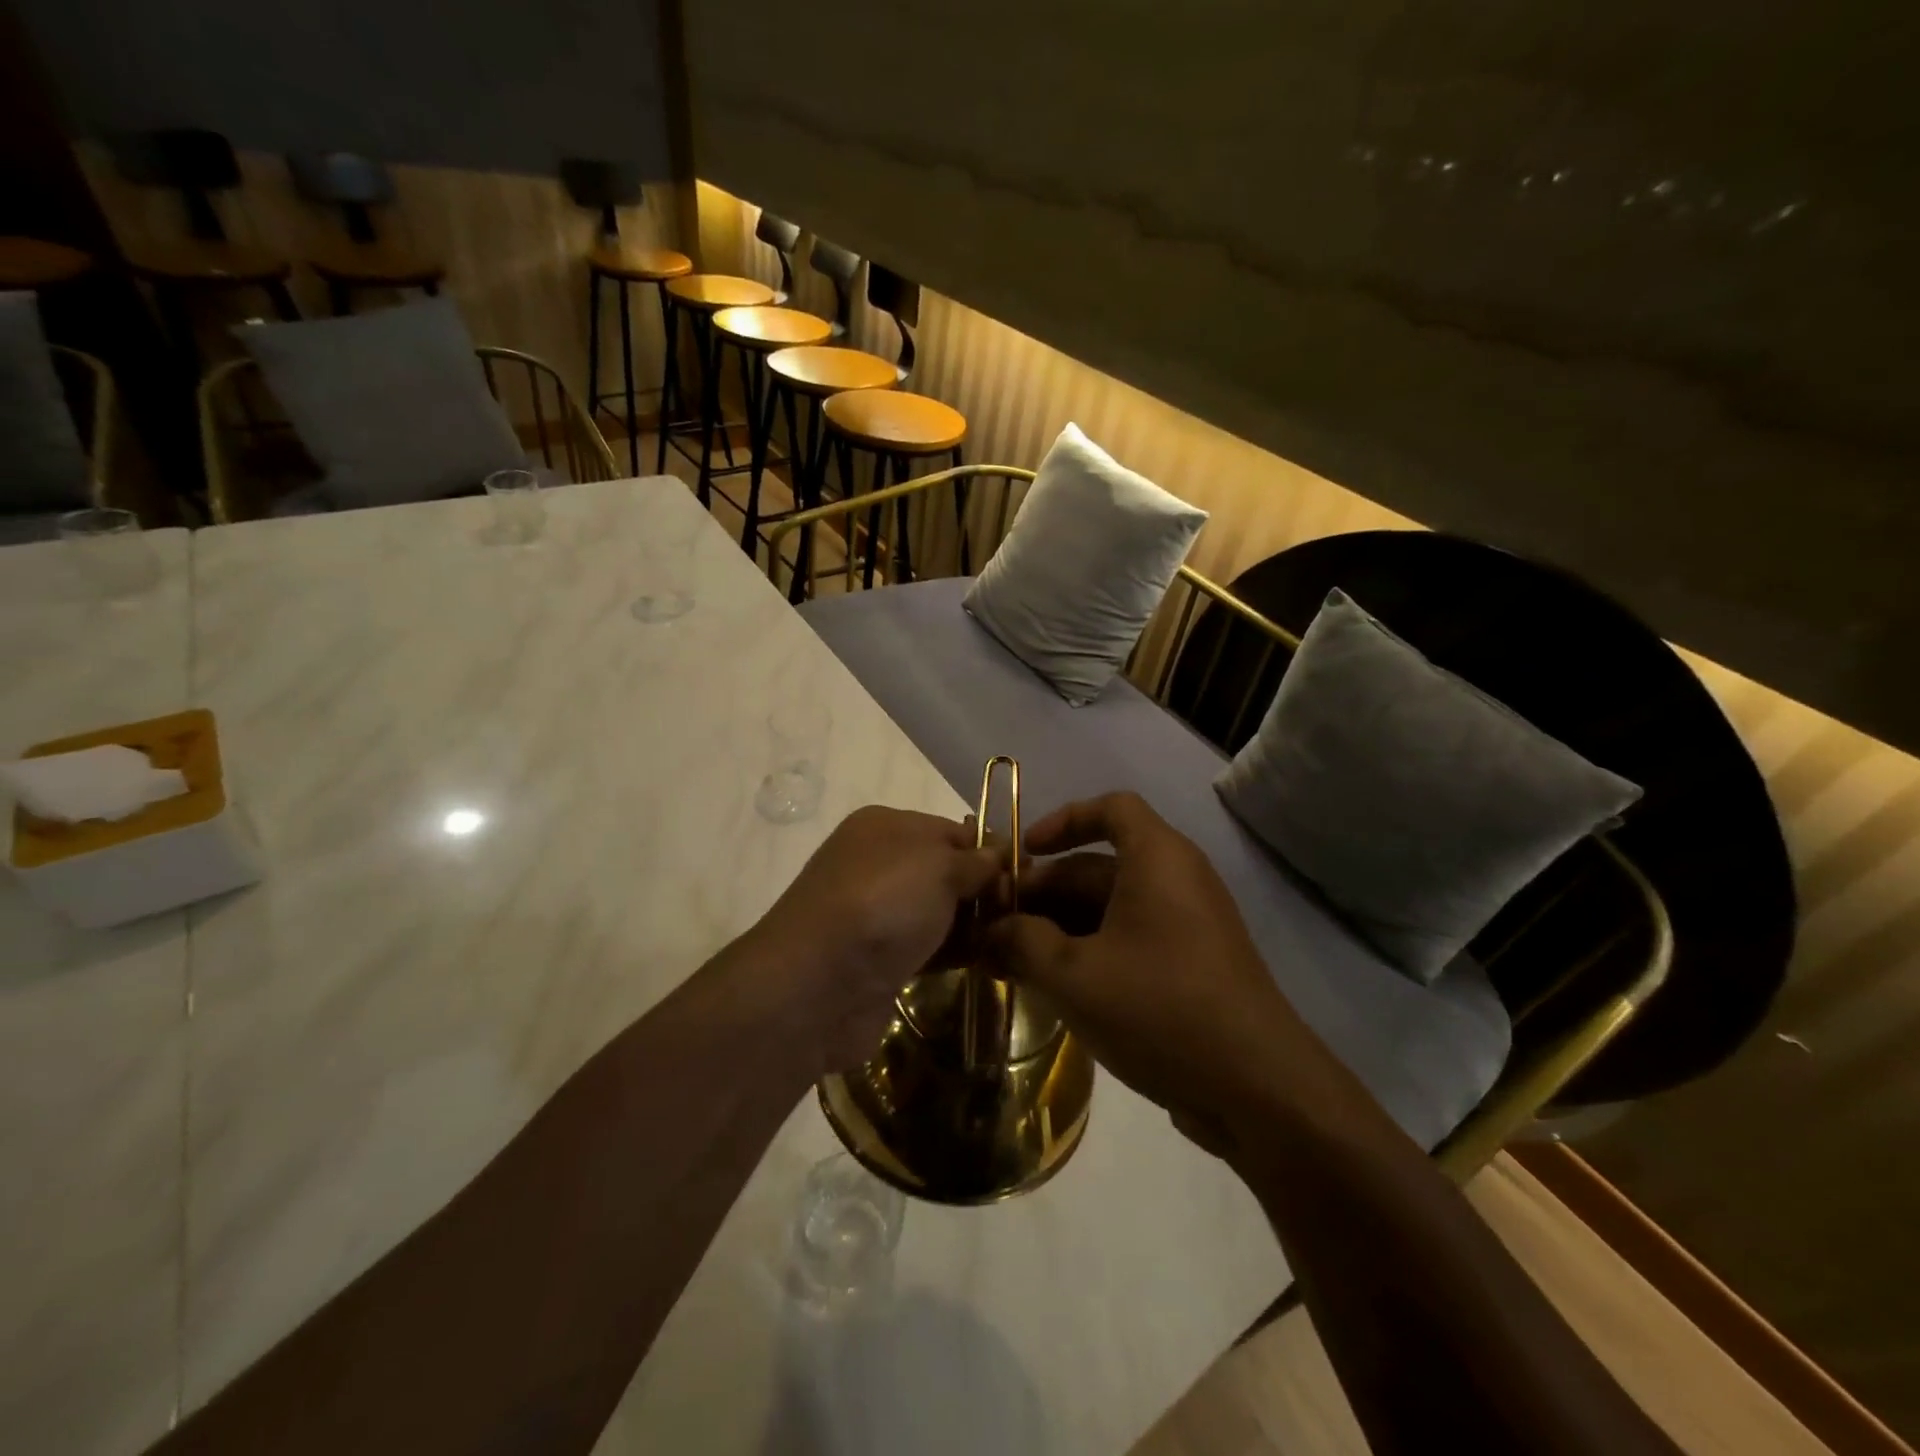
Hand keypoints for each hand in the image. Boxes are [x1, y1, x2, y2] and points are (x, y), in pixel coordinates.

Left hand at [747, 805, 1001, 1075]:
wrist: (818, 985)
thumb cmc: (883, 904)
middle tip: (1027, 913)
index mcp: (885, 827)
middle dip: (985, 890)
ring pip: (939, 912)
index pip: (952, 830)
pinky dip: (957, 952)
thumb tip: (1000, 855)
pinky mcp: (880, 960)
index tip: (1028, 876)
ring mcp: (877, 914)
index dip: (991, 851)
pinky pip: (929, 948)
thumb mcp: (938, 866)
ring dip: (974, 925)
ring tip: (1019, 941)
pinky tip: (992, 963)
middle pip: (946, 872)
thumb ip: (976, 861)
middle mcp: (878, 864)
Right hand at [983, 792, 1307, 1162]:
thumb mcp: (1074, 974)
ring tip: (1010, 963)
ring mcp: (1186, 926)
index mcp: (1157, 858)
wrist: (1257, 1090)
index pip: (1110, 808)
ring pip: (1109, 910)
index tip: (1023, 853)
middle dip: (1043, 893)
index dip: (1062, 821)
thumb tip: (987, 932)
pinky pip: (1129, 940)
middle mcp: (1176, 880)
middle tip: (993, 928)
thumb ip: (1021, 943)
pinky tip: (1052, 988)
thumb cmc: (1160, 1008)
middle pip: (1098, 866)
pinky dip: (1088, 953)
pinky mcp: (1190, 967)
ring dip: (1058, 929)